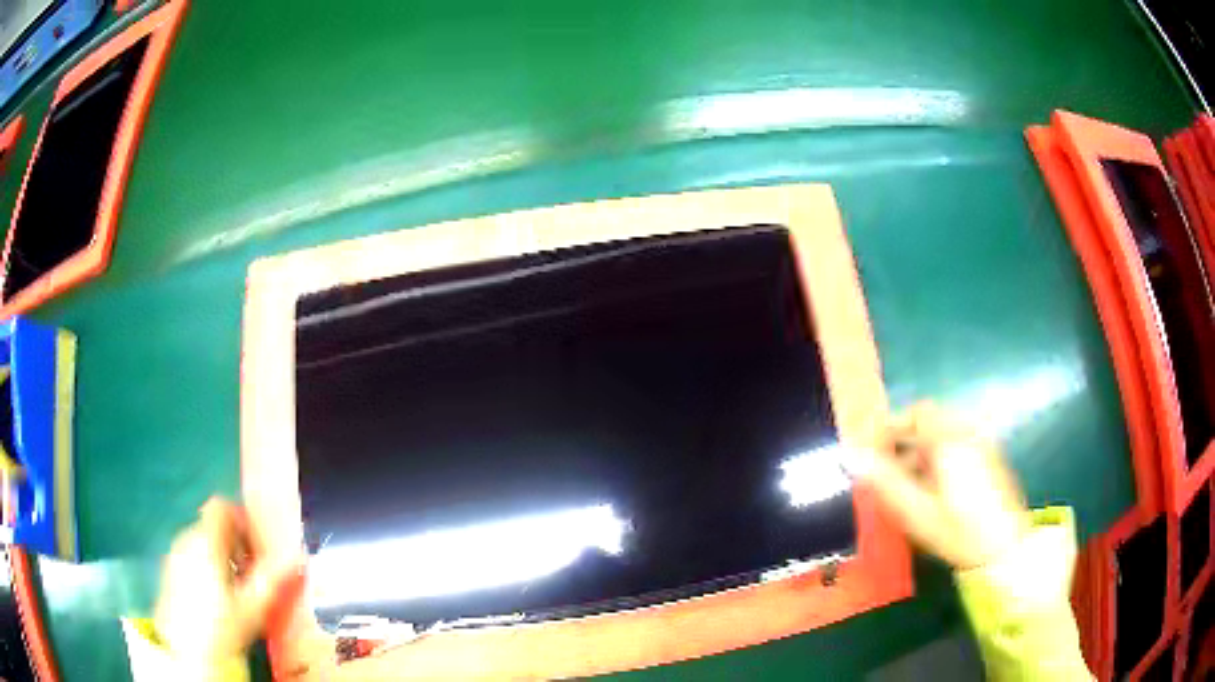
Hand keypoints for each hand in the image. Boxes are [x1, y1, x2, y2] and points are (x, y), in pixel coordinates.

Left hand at [155, 498, 303, 666]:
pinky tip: (218, 600)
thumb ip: (272, 578)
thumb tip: (298, 556)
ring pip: (202, 543)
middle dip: (236, 544)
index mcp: (205, 541)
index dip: (241, 519)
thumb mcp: (252, 607)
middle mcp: (186, 539)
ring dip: (222, 558)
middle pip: (212, 526)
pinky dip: (207, 568)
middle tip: (254, 574)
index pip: (221, 507)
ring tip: (239, 591)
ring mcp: (174, 556)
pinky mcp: (169, 573)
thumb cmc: (220, 627)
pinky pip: (191, 558)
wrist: (185, 652)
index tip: (258, 547)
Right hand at [855, 403, 1031, 570]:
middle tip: (885, 469)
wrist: (1003, 549)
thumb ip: (885, 481)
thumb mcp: (916, 511)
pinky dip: (939, 458)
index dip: (893, 425)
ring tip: (905, 484)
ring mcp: (982, 445)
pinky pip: (958, 446)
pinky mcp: (989, 460)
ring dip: (921, 451)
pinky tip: (932, 489)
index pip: (918, 412)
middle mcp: (968, 433)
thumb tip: (851, 457)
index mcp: (951, 439)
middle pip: (932, 423)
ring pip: (945, 436)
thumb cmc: (958, 530)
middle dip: (905, 440)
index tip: (872, 449)